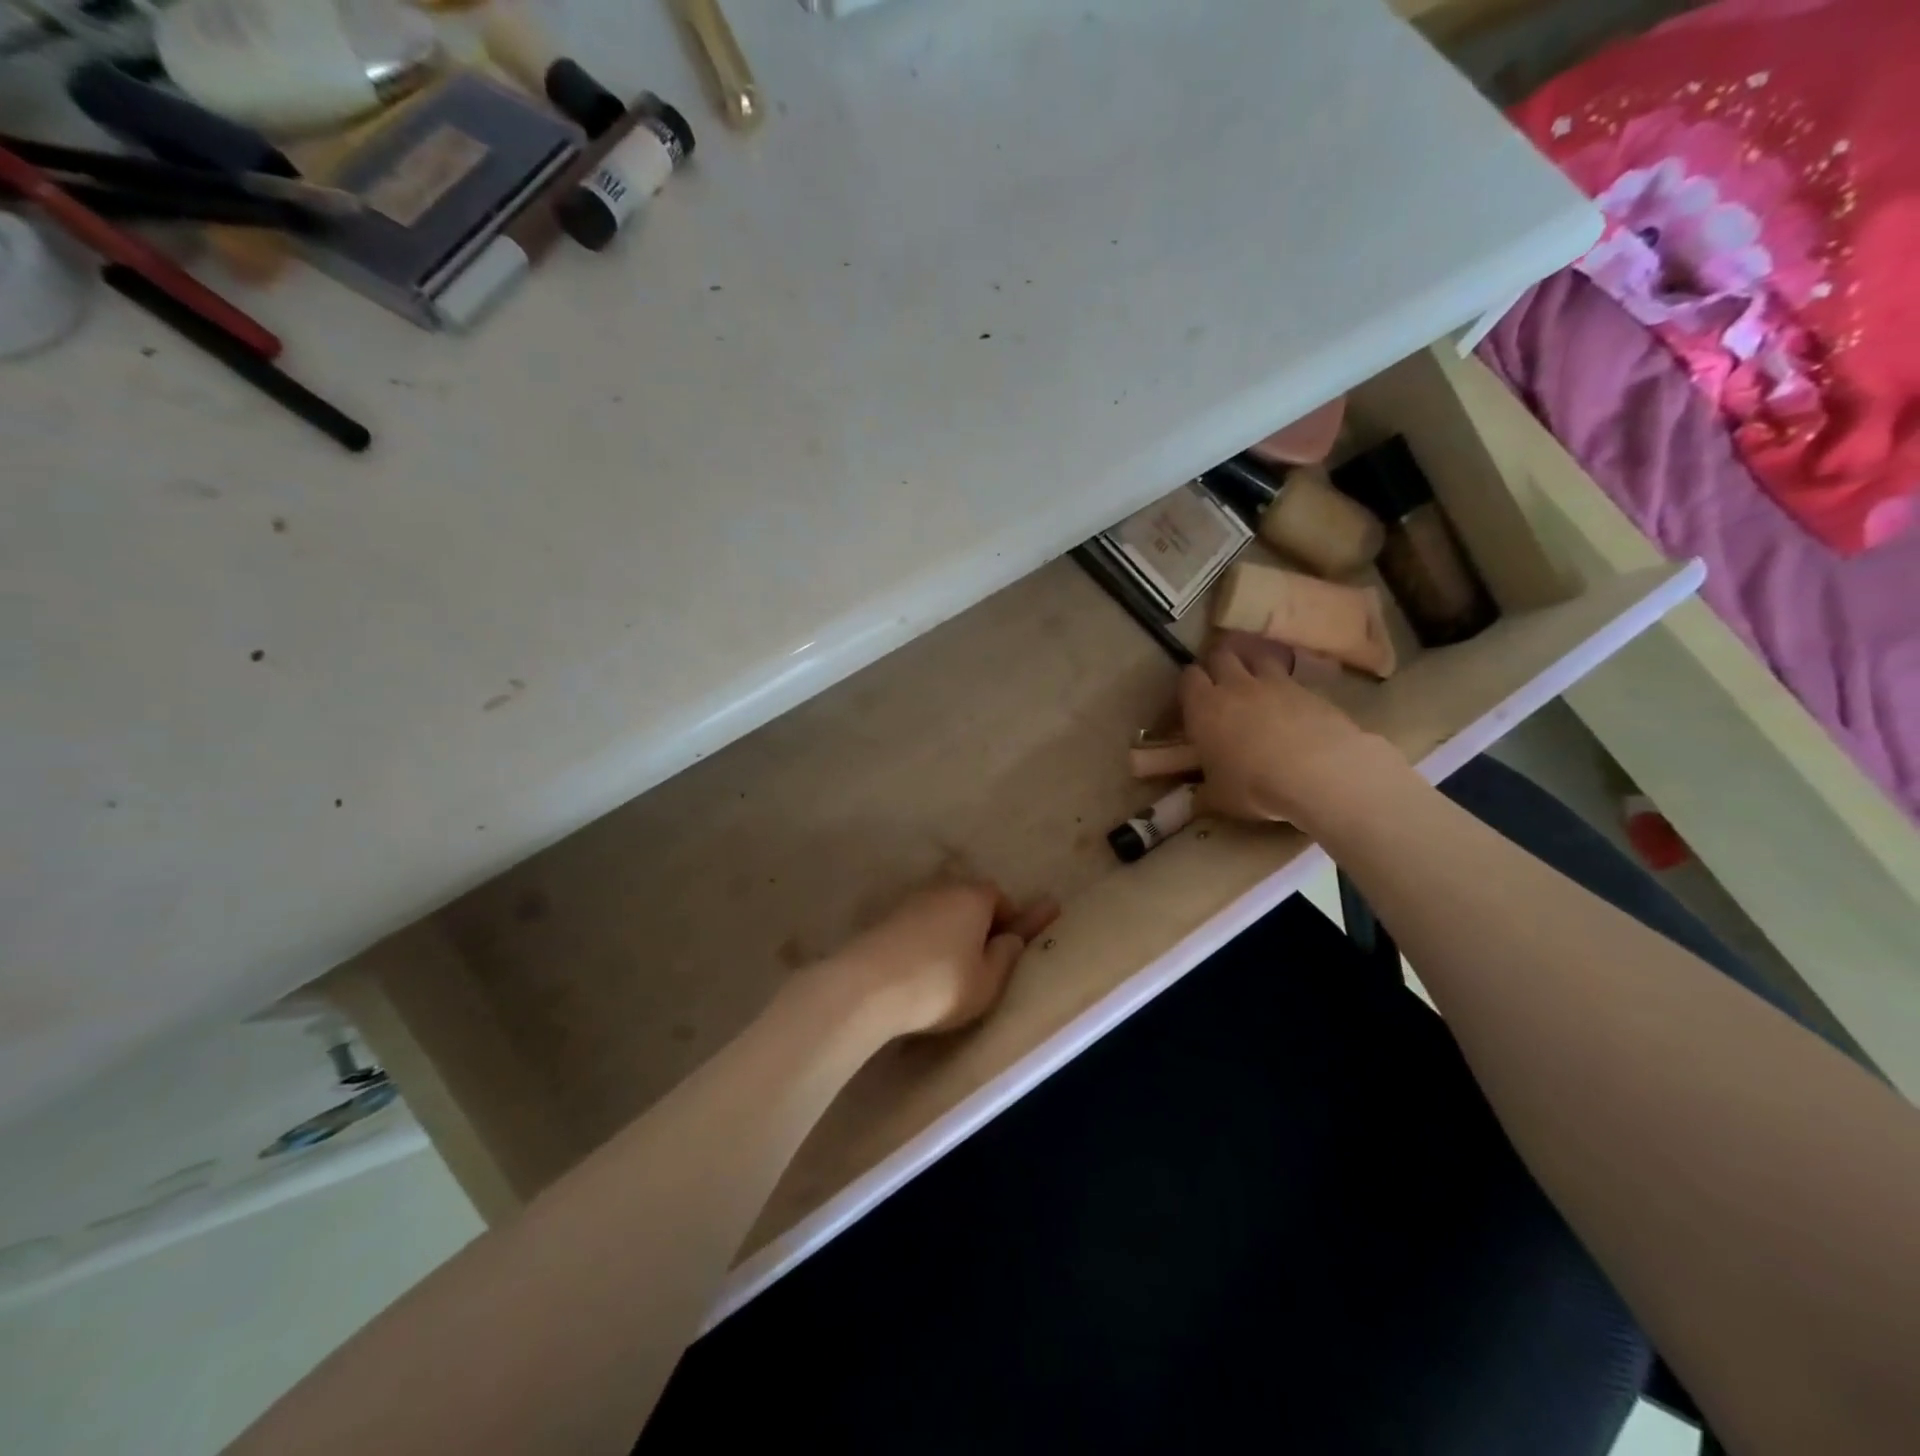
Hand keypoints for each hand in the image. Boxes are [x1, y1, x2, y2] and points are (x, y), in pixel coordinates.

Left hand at [822, 883, 1059, 1039]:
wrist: (867, 987)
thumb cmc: (940, 985)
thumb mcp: (988, 982)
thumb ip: (1006, 956)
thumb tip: (1010, 938)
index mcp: (974, 896)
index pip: (1001, 898)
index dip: (1009, 922)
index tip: (1007, 951)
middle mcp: (943, 888)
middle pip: (968, 901)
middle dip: (978, 925)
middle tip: (980, 962)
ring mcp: (910, 900)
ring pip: (941, 912)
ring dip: (948, 933)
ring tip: (947, 971)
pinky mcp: (884, 918)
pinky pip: (916, 925)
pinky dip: (923, 941)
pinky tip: (919, 970)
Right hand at [1179, 634, 1405, 828]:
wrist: (1319, 772)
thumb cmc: (1254, 785)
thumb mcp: (1219, 798)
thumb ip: (1204, 794)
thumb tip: (1195, 802)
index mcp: (1204, 707)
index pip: (1189, 677)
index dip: (1190, 685)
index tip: (1192, 699)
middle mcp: (1235, 686)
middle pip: (1221, 655)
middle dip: (1219, 664)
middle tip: (1221, 682)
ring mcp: (1274, 683)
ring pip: (1257, 656)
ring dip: (1253, 663)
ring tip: (1255, 680)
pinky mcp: (1308, 689)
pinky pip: (1290, 677)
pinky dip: (1285, 684)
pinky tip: (1290, 703)